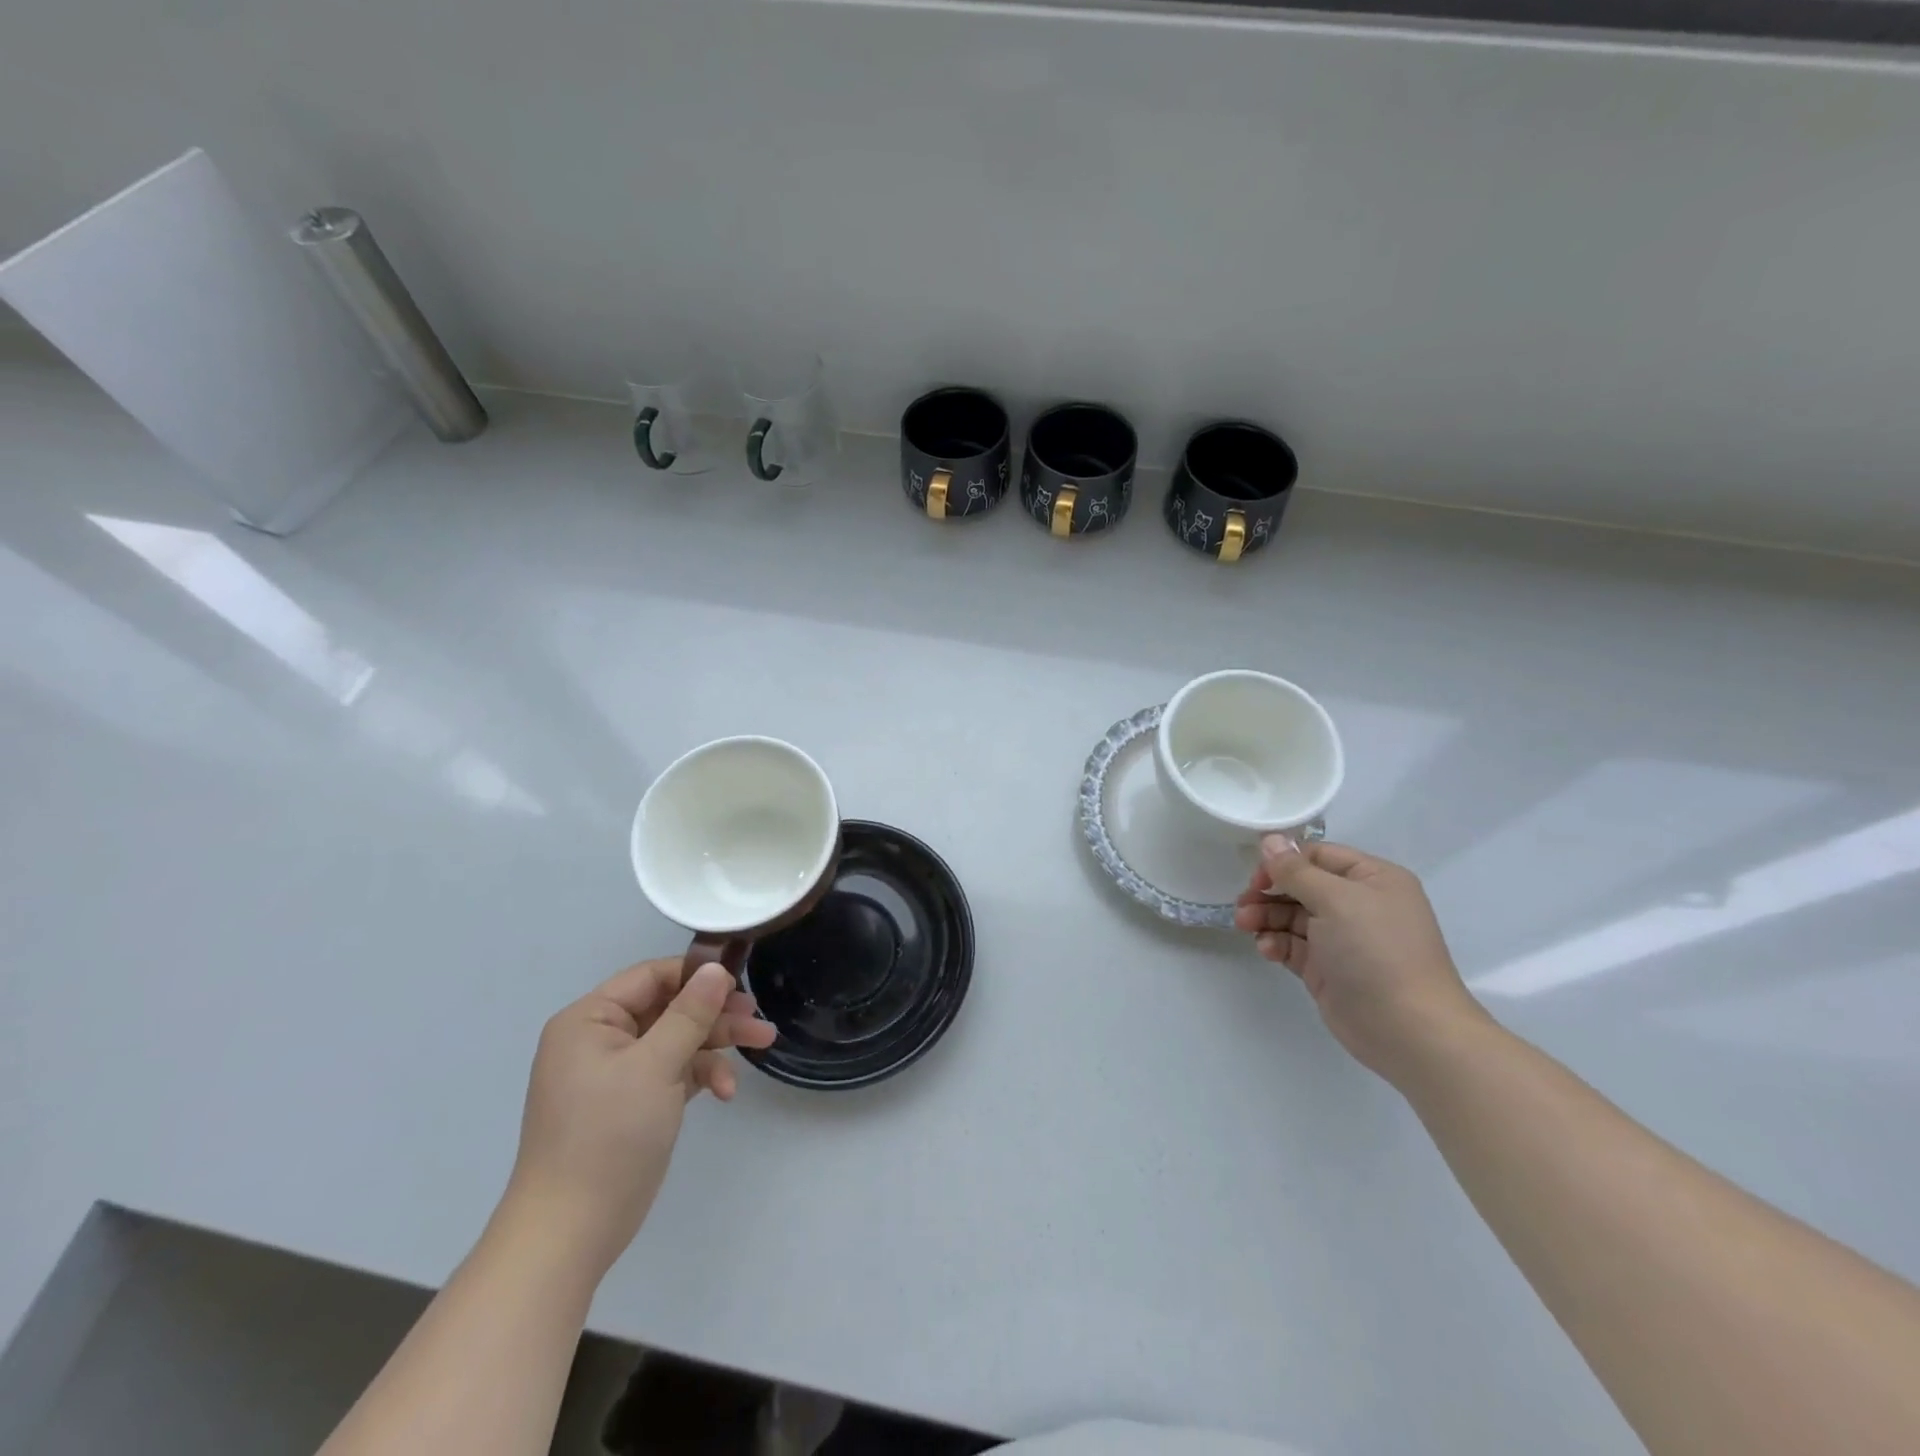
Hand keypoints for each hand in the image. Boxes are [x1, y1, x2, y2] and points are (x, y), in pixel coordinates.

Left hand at [501, 957, 777, 1281]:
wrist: (570, 1233)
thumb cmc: (607, 1136)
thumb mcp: (655, 1066)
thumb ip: (690, 1013)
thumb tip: (716, 967)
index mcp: (589, 1020)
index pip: (650, 977)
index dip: (695, 976)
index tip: (739, 984)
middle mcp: (600, 1039)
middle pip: (669, 1008)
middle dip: (716, 1015)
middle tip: (759, 1019)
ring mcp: (616, 1073)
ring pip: (677, 1040)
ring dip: (716, 1045)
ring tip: (763, 1044)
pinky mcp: (632, 1102)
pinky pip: (673, 1072)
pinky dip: (700, 1076)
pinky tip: (725, 1092)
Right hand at [1234, 837, 1485, 1081]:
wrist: (1407, 1029)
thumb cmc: (1376, 951)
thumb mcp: (1335, 900)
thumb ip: (1296, 870)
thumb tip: (1270, 839)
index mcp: (1372, 879)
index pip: (1319, 856)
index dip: (1285, 862)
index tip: (1256, 876)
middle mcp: (1359, 904)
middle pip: (1302, 886)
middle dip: (1269, 892)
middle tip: (1243, 904)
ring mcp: (1343, 938)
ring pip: (1293, 916)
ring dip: (1266, 917)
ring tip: (1244, 925)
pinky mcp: (1328, 969)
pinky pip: (1294, 946)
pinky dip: (1276, 943)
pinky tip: (1267, 949)